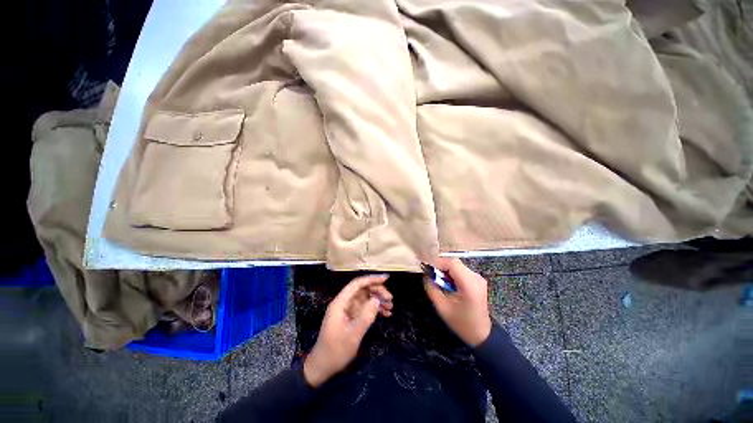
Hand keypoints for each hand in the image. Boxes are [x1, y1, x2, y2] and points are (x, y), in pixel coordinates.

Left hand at [303, 274, 392, 387]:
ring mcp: (347, 310)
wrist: (323, 367)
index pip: (357, 284)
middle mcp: (344, 303)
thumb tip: (377, 299)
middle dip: (377, 291)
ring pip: (365, 299)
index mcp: (340, 303)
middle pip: (362, 290)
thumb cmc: (336, 350)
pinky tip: (385, 314)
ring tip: (390, 307)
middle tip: (390, 299)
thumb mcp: (354, 334)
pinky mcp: (350, 318)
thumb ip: (366, 315)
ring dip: (377, 301)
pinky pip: (364, 308)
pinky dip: (374, 309)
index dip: (371, 279)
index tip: (386, 279)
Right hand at [425, 258, 491, 346]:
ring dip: (445, 269)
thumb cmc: (462, 323)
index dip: (437, 263)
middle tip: (430, 273)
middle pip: (454, 262)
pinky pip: (460, 270)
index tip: (425, 266)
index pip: (451, 264)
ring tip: (437, 279)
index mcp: (469, 284)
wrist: (482, 334)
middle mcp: (475, 277)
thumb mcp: (442, 307)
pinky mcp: (477, 280)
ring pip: (457, 265)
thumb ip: (432, 289)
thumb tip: (426, 275)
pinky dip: (451, 273)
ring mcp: (478, 278)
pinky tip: (446, 282)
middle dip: (440, 266)